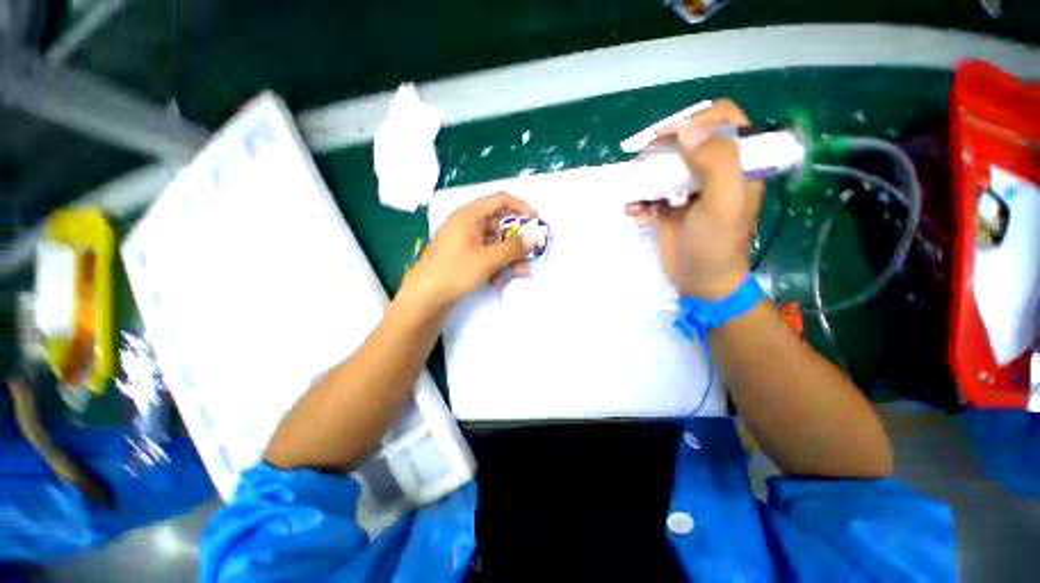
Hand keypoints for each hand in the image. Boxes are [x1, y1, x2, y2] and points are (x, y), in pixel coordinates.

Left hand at [403, 192, 538, 306]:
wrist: (425, 297)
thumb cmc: (455, 271)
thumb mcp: (488, 259)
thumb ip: (514, 247)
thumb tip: (535, 236)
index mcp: (470, 215)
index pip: (501, 200)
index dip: (521, 208)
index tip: (536, 222)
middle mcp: (467, 224)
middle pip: (500, 225)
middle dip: (517, 242)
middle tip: (531, 255)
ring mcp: (464, 241)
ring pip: (495, 243)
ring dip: (509, 258)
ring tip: (520, 275)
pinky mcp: (463, 256)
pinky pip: (485, 255)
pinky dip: (496, 266)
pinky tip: (500, 283)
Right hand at [627, 99, 763, 299]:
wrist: (700, 280)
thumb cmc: (716, 244)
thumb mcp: (723, 203)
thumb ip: (717, 162)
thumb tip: (687, 130)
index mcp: (739, 164)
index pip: (725, 120)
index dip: (699, 120)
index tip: (671, 138)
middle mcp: (714, 171)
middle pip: (688, 139)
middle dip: (663, 149)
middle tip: (645, 164)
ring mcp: (689, 188)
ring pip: (665, 164)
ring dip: (645, 176)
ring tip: (636, 195)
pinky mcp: (669, 205)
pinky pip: (651, 190)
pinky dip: (639, 198)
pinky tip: (634, 211)